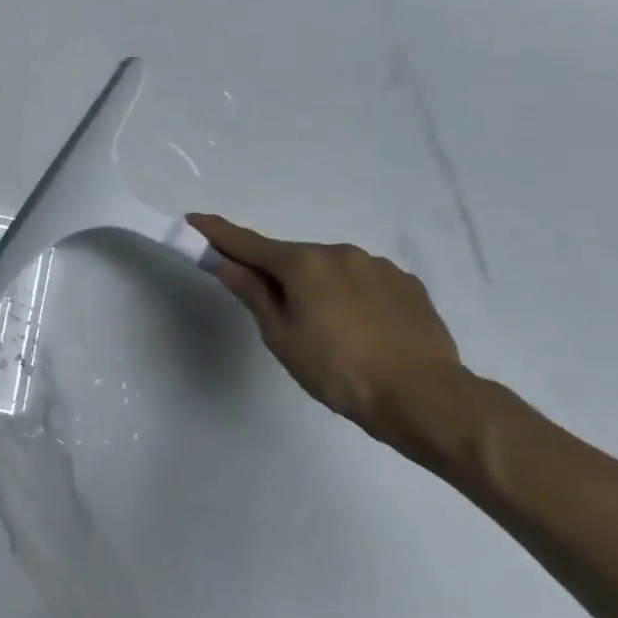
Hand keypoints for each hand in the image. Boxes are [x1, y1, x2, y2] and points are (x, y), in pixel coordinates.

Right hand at [188, 213, 466, 441]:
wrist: (424, 397)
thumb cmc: (338, 370)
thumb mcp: (281, 336)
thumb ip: (253, 293)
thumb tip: (225, 263)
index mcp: (304, 263)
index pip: (248, 243)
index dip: (217, 233)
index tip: (193, 220)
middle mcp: (340, 253)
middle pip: (291, 257)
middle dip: (274, 273)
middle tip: (271, 311)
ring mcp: (378, 266)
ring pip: (329, 270)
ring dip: (315, 286)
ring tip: (324, 330)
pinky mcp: (407, 285)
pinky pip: (362, 282)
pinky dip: (348, 295)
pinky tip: (358, 329)